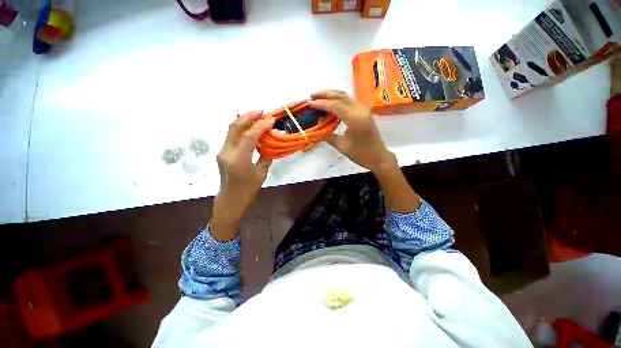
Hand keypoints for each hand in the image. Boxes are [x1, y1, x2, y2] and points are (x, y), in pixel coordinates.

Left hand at [211, 111, 274, 240]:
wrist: (230, 200)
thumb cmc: (248, 190)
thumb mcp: (261, 174)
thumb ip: (266, 156)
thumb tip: (270, 143)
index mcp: (238, 160)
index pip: (248, 137)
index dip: (260, 126)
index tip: (271, 119)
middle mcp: (227, 152)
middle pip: (235, 127)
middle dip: (248, 116)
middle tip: (262, 111)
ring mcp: (222, 151)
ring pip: (231, 129)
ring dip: (244, 120)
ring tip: (257, 116)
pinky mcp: (222, 152)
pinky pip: (231, 136)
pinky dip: (241, 128)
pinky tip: (250, 127)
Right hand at [308, 90, 395, 173]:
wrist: (379, 157)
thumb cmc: (361, 154)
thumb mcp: (342, 146)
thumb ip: (328, 136)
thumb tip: (316, 131)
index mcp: (355, 118)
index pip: (335, 106)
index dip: (321, 104)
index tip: (309, 103)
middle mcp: (360, 110)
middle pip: (341, 96)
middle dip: (325, 94)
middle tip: (312, 95)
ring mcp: (363, 110)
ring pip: (346, 97)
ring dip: (331, 96)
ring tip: (318, 98)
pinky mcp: (364, 112)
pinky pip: (349, 102)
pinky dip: (338, 101)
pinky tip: (330, 105)